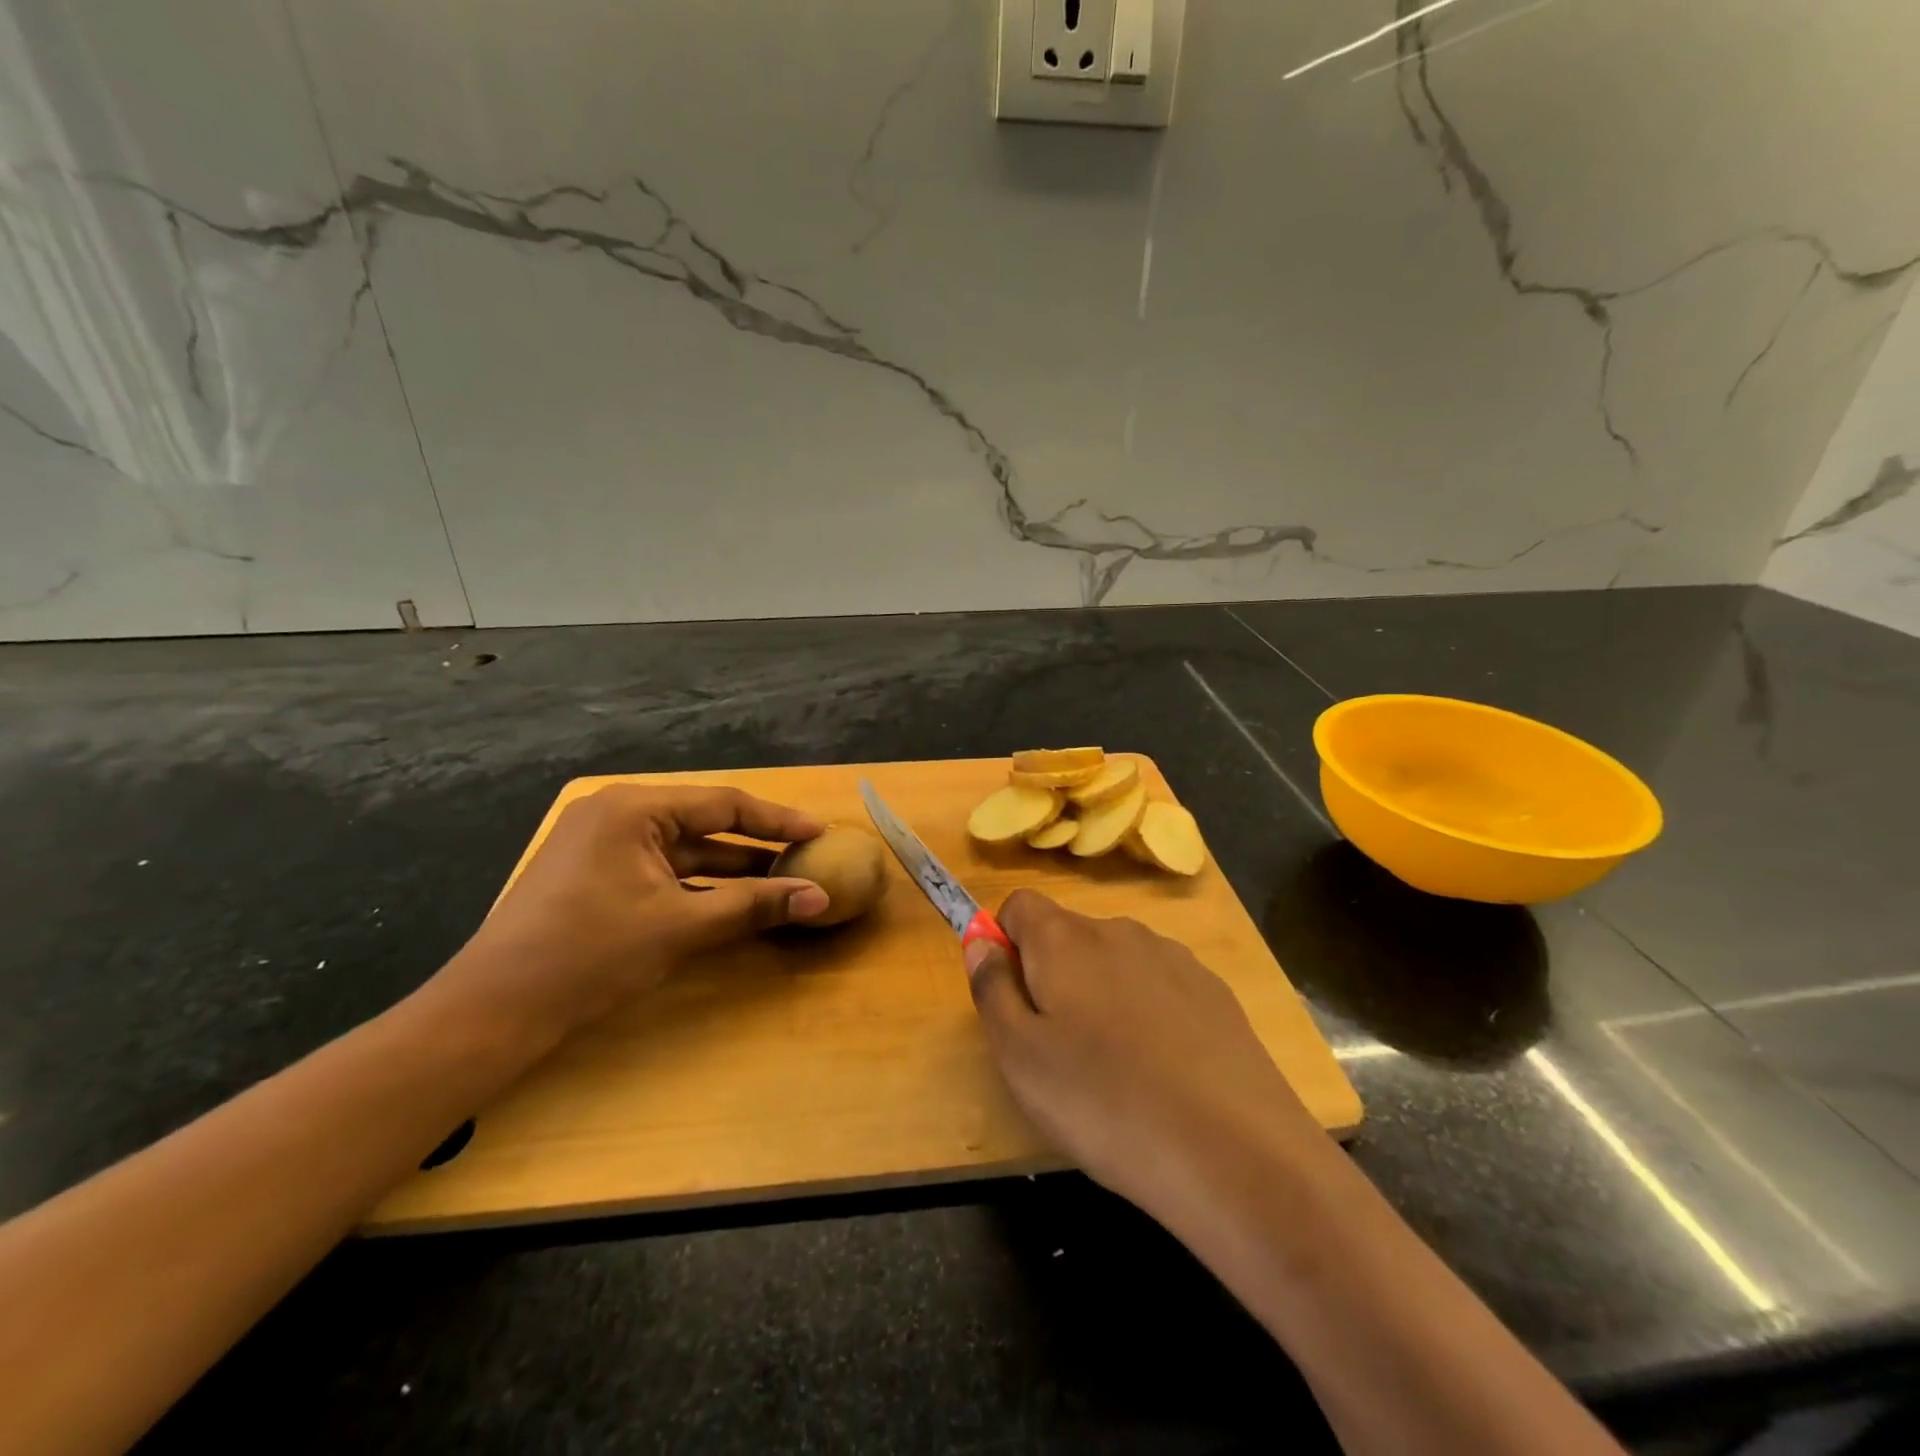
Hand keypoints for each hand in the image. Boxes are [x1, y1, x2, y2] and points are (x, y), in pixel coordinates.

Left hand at [437, 785, 829, 1036]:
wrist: (494, 1011)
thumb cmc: (590, 954)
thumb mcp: (681, 926)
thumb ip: (754, 906)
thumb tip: (820, 898)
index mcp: (633, 808)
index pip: (723, 805)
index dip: (777, 820)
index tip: (820, 831)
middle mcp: (616, 814)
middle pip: (704, 824)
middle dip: (756, 846)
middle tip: (805, 858)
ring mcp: (601, 845)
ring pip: (684, 851)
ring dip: (730, 869)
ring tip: (780, 882)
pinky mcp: (595, 876)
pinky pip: (662, 871)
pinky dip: (698, 885)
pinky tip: (732, 901)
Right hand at [965, 889, 1322, 1219]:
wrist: (1235, 1153)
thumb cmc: (1104, 1102)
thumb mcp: (1019, 1057)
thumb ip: (991, 988)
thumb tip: (980, 941)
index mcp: (1065, 938)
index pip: (1019, 905)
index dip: (1004, 943)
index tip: (1012, 999)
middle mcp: (1119, 930)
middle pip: (1068, 935)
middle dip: (1053, 977)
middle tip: (1059, 1051)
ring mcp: (1174, 958)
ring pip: (1115, 963)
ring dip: (1102, 997)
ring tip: (1116, 1072)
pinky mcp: (1215, 992)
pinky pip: (1160, 988)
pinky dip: (1149, 1016)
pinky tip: (1165, 1074)